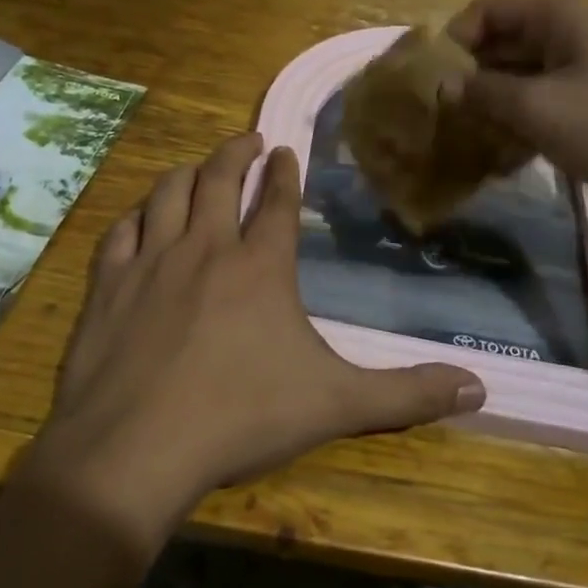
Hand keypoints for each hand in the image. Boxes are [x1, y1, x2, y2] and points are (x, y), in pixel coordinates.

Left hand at [22, 133, 485, 548]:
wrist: (135, 448)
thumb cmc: (240, 419)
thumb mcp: (336, 406)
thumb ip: (407, 394)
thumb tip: (479, 390)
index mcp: (259, 267)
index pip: (275, 202)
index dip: (284, 172)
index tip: (285, 150)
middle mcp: (204, 249)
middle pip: (218, 179)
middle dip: (236, 153)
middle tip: (248, 140)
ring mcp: (150, 263)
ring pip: (167, 195)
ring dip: (186, 172)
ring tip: (197, 166)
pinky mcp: (108, 286)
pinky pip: (121, 233)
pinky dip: (136, 217)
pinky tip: (140, 218)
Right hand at [446, 0, 587, 204]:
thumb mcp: (541, 112)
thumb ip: (486, 95)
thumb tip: (447, 84)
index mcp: (564, 14)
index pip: (490, 7)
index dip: (456, 40)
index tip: (436, 83)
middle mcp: (585, 24)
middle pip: (512, 38)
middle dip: (477, 76)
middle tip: (453, 118)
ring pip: (537, 69)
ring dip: (505, 100)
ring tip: (481, 140)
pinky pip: (565, 90)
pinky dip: (538, 113)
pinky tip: (522, 151)